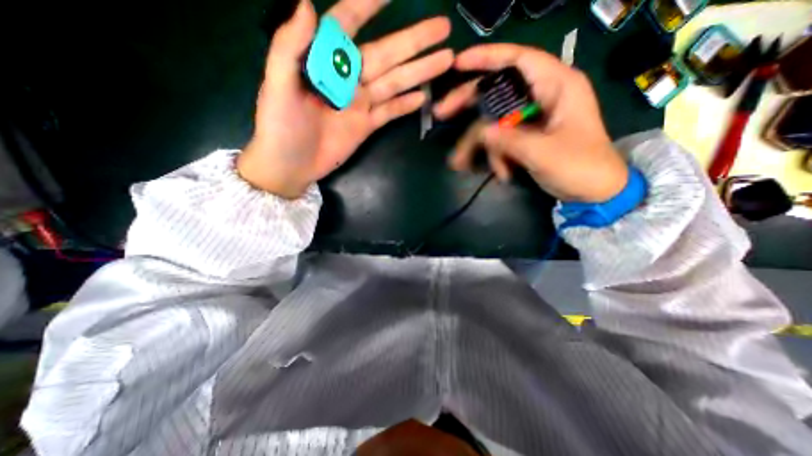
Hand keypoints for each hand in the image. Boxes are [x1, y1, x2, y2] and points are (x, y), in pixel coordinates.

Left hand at [238, 1, 455, 197]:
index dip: (368, 5)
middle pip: (385, 55)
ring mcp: (360, 104)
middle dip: (413, 41)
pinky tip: (423, 97)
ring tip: (444, 59)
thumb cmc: (279, 127)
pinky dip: (406, 105)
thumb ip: (289, 47)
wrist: (291, 165)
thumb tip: (308, 4)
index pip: (348, 25)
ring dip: (419, 72)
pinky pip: (390, 112)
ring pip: (394, 83)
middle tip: (442, 28)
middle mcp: (348, 79)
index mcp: (325, 63)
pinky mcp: (367, 125)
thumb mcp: (277, 86)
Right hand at [430, 42, 627, 202]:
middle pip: (497, 91)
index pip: (518, 60)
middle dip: (469, 104)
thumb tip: (479, 132)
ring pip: (494, 122)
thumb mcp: (544, 153)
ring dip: (479, 145)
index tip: (457, 64)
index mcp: (557, 86)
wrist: (594, 192)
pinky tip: (502, 174)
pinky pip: (501, 140)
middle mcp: (541, 96)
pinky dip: (496, 157)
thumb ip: (509, 140)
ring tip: (462, 164)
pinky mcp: (525, 136)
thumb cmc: (581, 167)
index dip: (486, 58)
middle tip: (442, 113)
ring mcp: (531, 118)